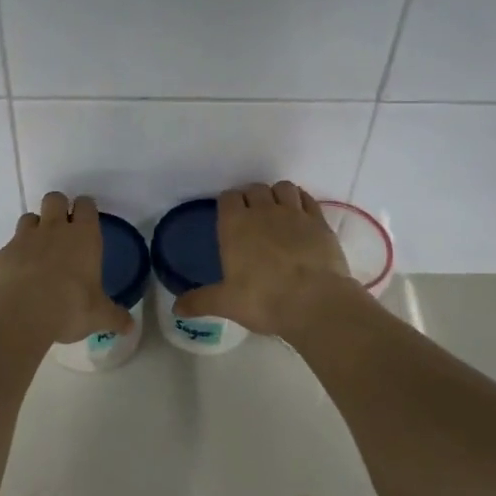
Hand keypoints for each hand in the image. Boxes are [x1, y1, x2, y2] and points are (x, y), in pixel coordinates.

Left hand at [0, 192, 134, 344]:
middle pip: (55, 198)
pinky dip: (15, 255)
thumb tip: (130, 326)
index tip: (86, 219)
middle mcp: (54, 229)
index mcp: (83, 237)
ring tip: (39, 250)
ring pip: (29, 217)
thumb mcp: (98, 316)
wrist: (18, 315)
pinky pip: (10, 246)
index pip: (86, 205)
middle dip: (58, 207)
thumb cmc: (68, 308)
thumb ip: (115, 317)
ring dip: (35, 227)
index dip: (85, 208)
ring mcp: (24, 239)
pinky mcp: (2, 254)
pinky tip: (18, 276)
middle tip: (62, 229)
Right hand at [173, 182, 365, 336]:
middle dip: (252, 197)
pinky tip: (301, 215)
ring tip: (277, 212)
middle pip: (255, 189)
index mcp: (236, 225)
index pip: (228, 197)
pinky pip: (307, 198)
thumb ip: (200, 301)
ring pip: (282, 188)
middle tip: (252, 218)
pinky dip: (301, 201)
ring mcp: (294, 213)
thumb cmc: (264, 300)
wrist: (314, 301)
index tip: (230, 216)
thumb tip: (177, 307)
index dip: (228, 204)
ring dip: (277, 195)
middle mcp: (263, 211)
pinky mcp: (319, 221)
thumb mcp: (226, 303)